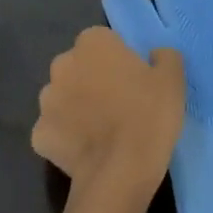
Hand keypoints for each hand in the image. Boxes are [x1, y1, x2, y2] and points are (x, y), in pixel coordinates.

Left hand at [32, 27, 184, 196]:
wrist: (120, 171)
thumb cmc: (148, 114)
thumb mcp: (173, 78)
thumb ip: (164, 56)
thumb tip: (155, 56)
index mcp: (93, 44)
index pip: (104, 40)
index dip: (119, 58)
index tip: (135, 78)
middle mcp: (62, 65)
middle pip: (79, 66)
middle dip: (93, 78)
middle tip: (120, 102)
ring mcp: (45, 102)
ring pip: (64, 97)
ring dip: (78, 106)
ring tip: (103, 129)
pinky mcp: (38, 135)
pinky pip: (56, 129)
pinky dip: (68, 136)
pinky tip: (88, 149)